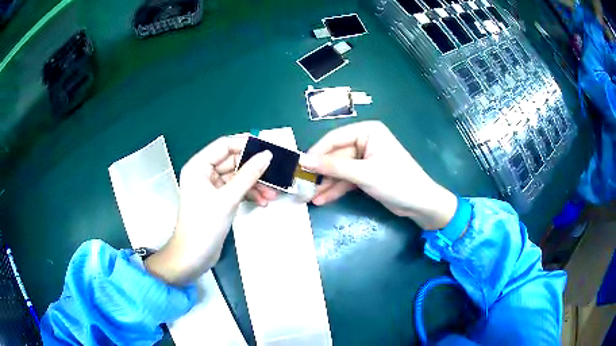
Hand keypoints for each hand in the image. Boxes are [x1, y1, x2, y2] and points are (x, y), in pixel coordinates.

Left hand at [145, 135, 274, 284]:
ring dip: (255, 184)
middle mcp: (204, 173)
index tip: (268, 148)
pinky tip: (263, 202)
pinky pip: (236, 190)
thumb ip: (248, 175)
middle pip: (233, 162)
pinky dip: (249, 194)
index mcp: (198, 166)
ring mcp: (211, 187)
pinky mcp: (218, 200)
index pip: (224, 145)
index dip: (246, 145)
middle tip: (276, 174)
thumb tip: (267, 155)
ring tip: (273, 194)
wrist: (193, 257)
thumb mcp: (227, 199)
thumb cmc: (204, 226)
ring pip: (237, 177)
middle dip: (254, 169)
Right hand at [300, 121, 456, 229]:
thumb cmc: (396, 181)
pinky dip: (335, 190)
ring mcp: (364, 159)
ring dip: (325, 184)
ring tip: (307, 197)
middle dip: (320, 173)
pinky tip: (321, 200)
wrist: (420, 204)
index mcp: (367, 131)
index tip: (298, 166)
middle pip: (335, 156)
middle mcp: (364, 141)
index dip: (316, 152)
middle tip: (301, 185)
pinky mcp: (365, 174)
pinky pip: (346, 180)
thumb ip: (333, 167)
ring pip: (339, 170)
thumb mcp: (363, 173)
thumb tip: (304, 160)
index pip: (334, 139)